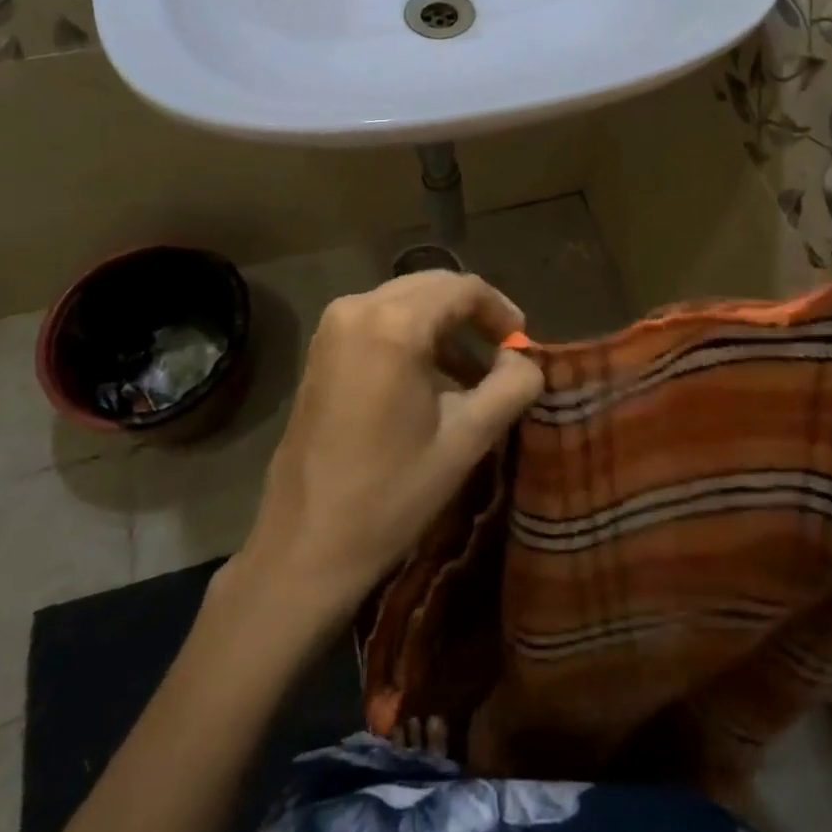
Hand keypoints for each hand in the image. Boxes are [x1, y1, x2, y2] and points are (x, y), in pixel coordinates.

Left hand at [235, 271, 543, 620]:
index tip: (523, 343)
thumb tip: (526, 360)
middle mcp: (358, 307)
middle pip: (432, 286)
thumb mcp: (465, 440)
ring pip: (406, 301)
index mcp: (394, 325)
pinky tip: (433, 380)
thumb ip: (510, 388)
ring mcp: (333, 326)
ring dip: (444, 326)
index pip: (462, 289)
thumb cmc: (391, 493)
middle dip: (473, 314)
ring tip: (476, 375)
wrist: (305, 544)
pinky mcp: (322, 348)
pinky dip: (413, 336)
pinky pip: (380, 320)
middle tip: (505, 353)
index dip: (500, 309)